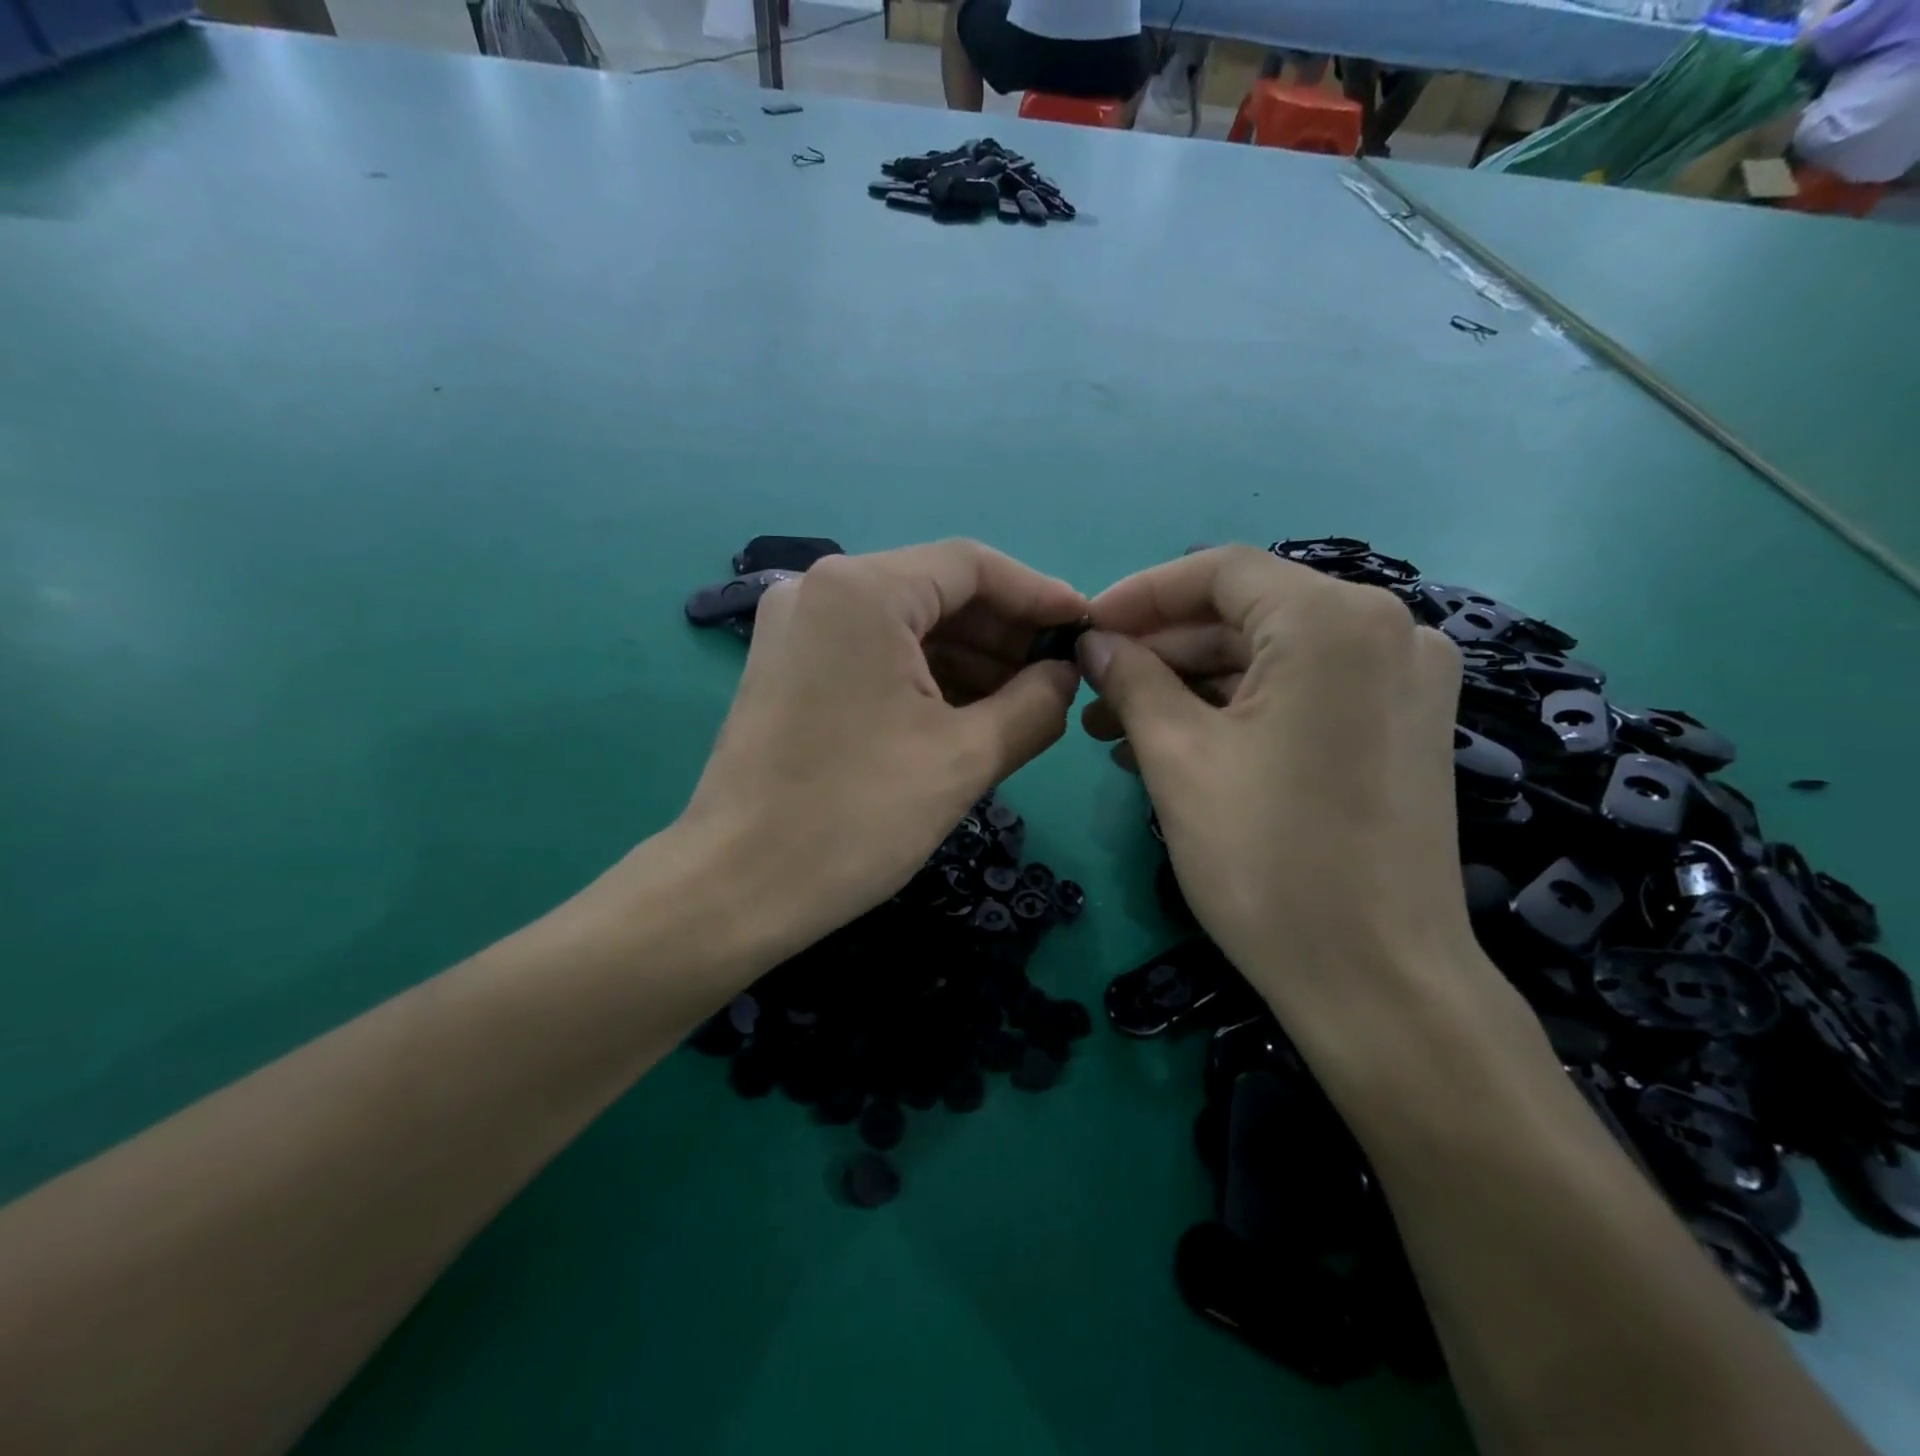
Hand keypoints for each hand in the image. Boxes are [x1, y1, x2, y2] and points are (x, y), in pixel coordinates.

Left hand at [675, 541, 1086, 958]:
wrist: (737, 887)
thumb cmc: (857, 816)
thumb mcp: (966, 757)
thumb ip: (1036, 702)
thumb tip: (1065, 674)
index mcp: (862, 590)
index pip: (973, 565)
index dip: (1038, 596)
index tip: (1085, 630)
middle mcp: (820, 589)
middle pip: (936, 591)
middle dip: (1003, 633)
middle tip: (1057, 677)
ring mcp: (796, 627)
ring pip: (904, 624)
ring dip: (967, 658)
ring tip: (1021, 702)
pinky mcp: (786, 666)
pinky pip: (872, 652)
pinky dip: (923, 676)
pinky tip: (965, 713)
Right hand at [1077, 546, 1483, 1030]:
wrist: (1377, 980)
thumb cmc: (1267, 860)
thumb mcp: (1177, 758)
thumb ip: (1130, 679)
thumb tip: (1093, 642)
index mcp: (1333, 621)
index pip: (1219, 572)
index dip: (1140, 594)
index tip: (1084, 631)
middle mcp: (1386, 629)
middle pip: (1246, 613)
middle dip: (1160, 649)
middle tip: (1093, 690)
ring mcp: (1403, 679)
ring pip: (1271, 656)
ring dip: (1191, 684)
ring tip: (1116, 729)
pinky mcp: (1402, 726)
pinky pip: (1303, 692)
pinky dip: (1238, 709)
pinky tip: (1175, 744)